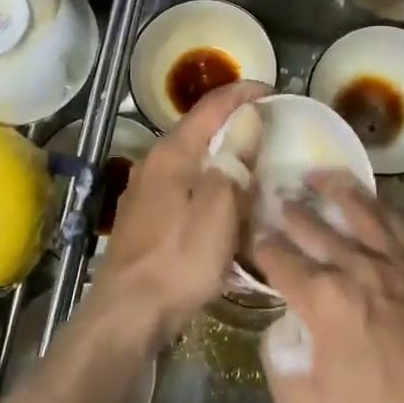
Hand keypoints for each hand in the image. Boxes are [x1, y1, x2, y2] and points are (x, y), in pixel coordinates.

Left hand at [90, 80, 268, 348]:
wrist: (129, 312)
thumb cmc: (180, 258)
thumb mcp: (219, 208)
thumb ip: (234, 159)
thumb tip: (249, 117)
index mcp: (172, 152)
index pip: (212, 106)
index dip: (244, 93)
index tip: (274, 90)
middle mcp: (154, 162)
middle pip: (199, 130)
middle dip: (235, 125)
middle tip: (271, 130)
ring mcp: (145, 191)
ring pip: (192, 161)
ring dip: (222, 157)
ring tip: (254, 166)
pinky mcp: (145, 218)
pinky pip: (184, 188)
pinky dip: (208, 186)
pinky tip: (224, 205)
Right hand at [253, 173, 403, 402]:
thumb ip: (277, 361)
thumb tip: (279, 331)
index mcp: (321, 297)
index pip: (276, 256)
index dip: (256, 242)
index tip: (246, 232)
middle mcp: (355, 266)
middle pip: (312, 225)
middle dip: (288, 209)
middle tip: (274, 194)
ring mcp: (394, 263)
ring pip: (360, 210)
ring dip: (335, 188)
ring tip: (319, 175)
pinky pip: (400, 224)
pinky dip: (381, 207)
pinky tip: (374, 202)